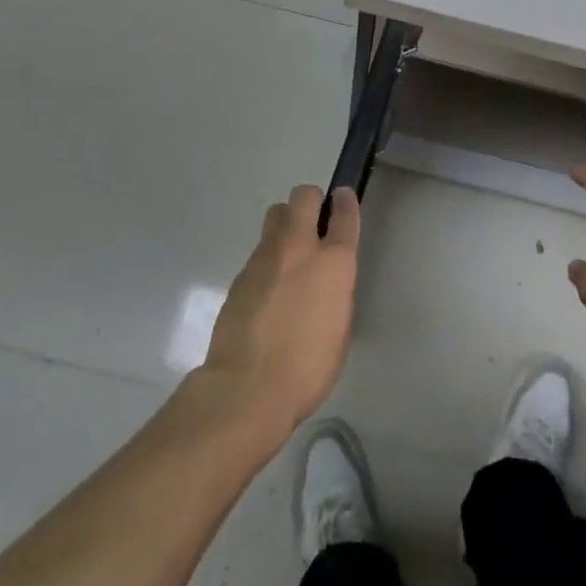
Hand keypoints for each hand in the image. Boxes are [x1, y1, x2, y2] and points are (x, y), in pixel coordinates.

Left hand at [202, 185, 359, 439]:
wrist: (247, 388)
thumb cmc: (307, 369)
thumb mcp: (339, 330)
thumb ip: (335, 294)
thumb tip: (326, 284)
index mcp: (333, 263)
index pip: (345, 214)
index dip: (346, 201)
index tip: (343, 197)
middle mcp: (299, 248)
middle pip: (304, 196)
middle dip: (311, 201)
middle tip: (314, 222)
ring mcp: (265, 257)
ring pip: (276, 215)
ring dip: (286, 224)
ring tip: (288, 253)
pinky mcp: (240, 274)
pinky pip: (258, 251)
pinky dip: (267, 260)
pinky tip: (268, 289)